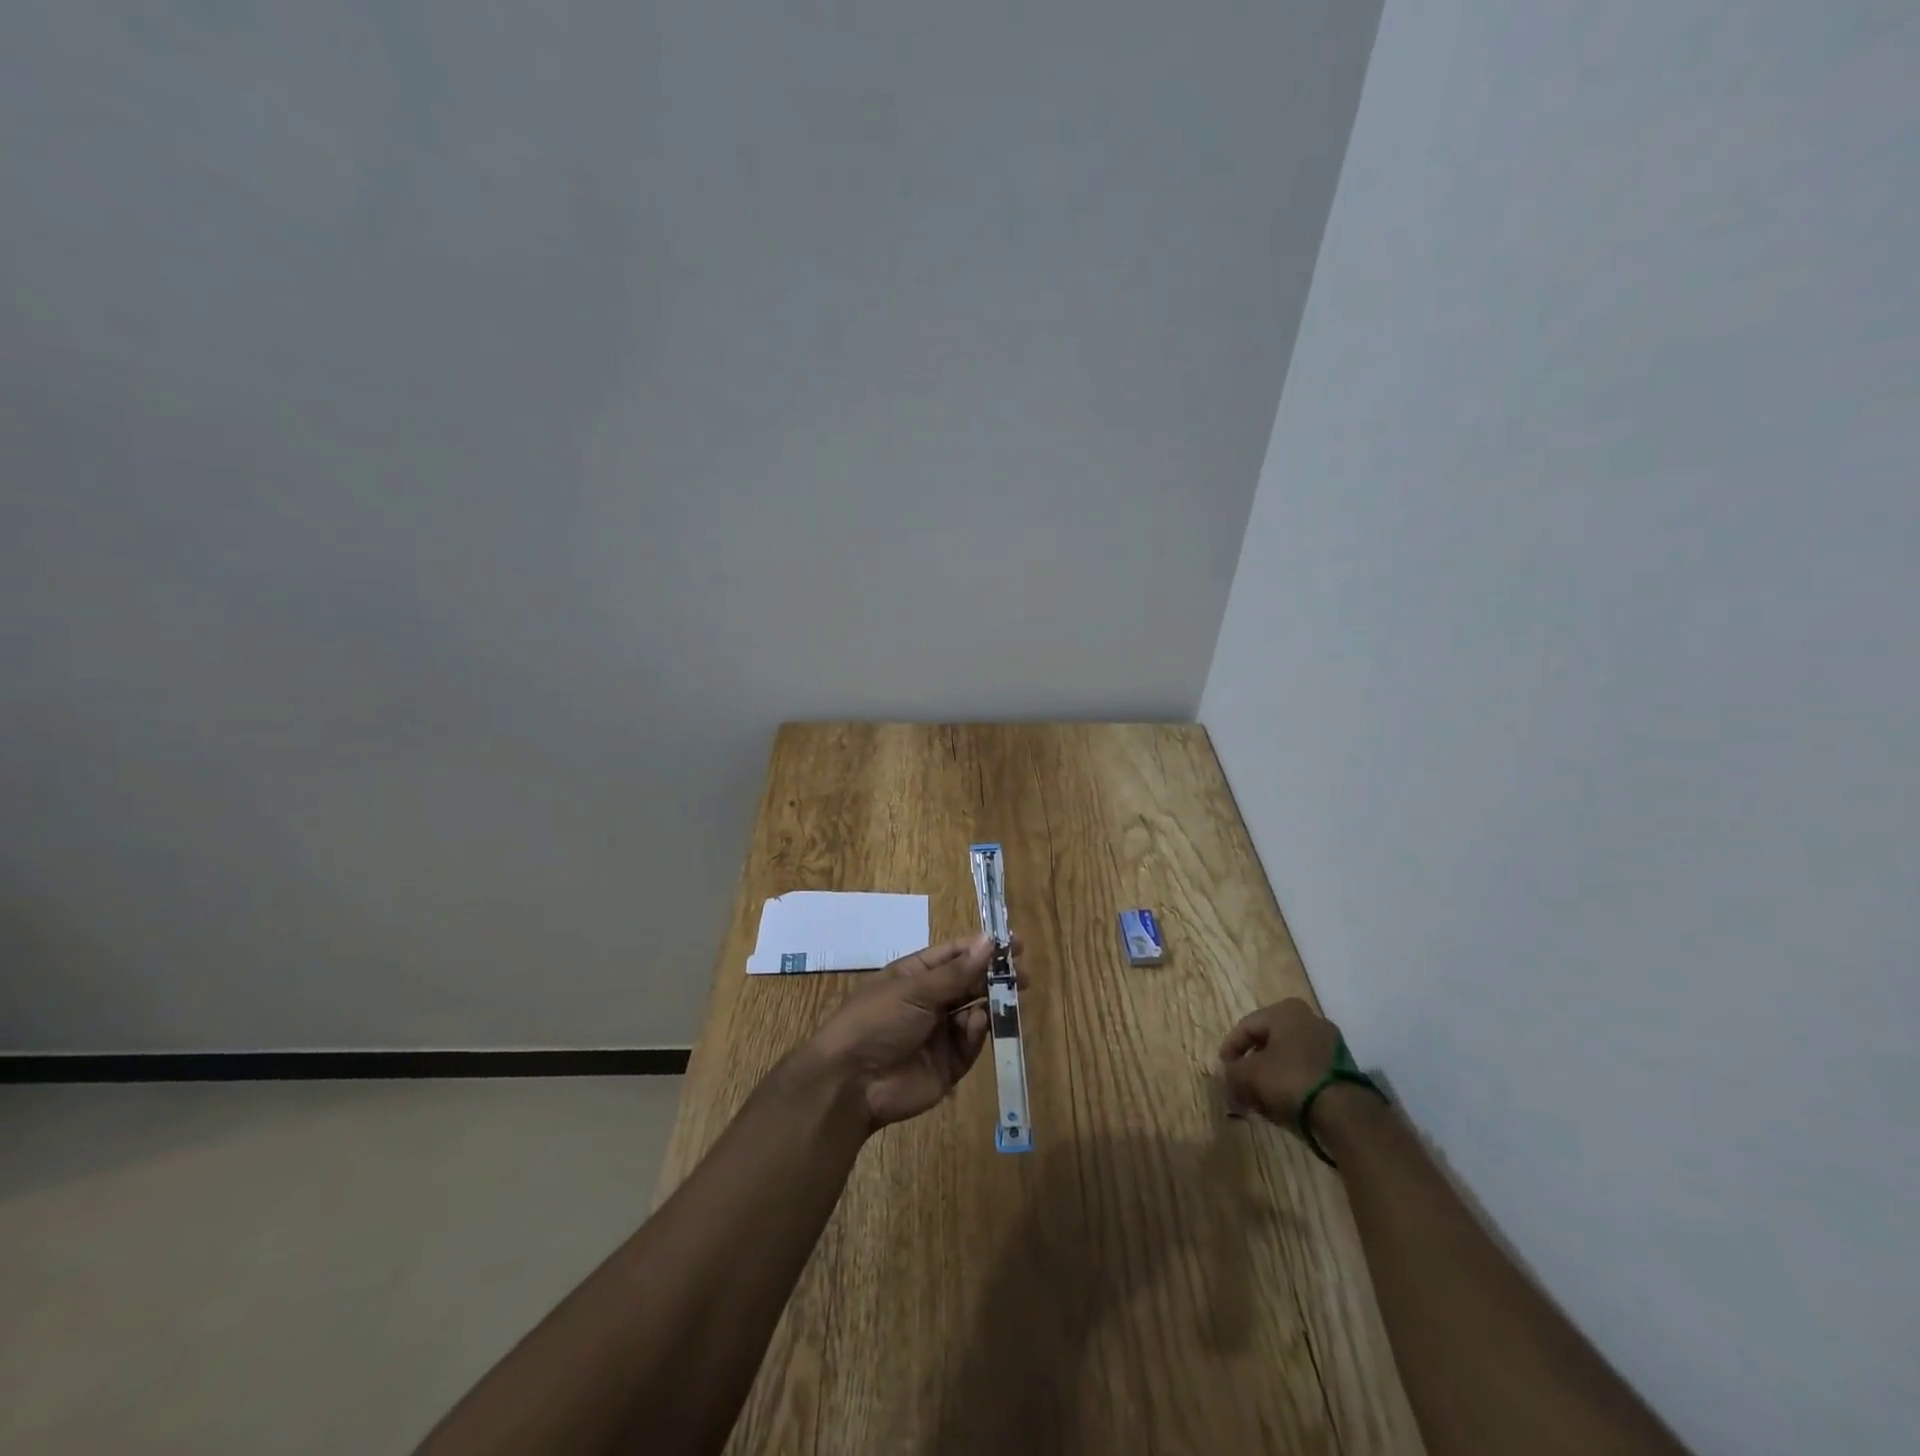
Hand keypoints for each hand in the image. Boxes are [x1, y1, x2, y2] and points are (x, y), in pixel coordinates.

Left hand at [807, 934, 1027, 1128]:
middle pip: (970, 983)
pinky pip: (971, 1043)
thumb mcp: (914, 990)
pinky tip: (978, 1023)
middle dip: (995, 976)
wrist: (852, 1083)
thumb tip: (989, 941)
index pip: (955, 955)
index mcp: (916, 975)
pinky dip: (977, 1032)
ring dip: (992, 1002)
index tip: (1015, 943)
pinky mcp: (949, 1064)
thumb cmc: (877, 1021)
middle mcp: (930, 1000)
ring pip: (975, 1011)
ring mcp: (940, 1032)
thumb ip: (956, 972)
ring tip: (1010, 995)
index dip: (983, 948)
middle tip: (1022, 974)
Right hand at [1218, 998, 1343, 1128]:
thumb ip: (1232, 1073)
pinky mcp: (1343, 1069)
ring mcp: (1330, 1044)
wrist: (1345, 1113)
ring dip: (1271, 1075)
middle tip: (1240, 1083)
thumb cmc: (1290, 1079)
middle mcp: (1310, 1019)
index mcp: (1286, 1011)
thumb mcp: (1250, 1075)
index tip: (1222, 1068)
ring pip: (1288, 1058)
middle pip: (1269, 1042)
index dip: (1230, 1048)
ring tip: (1259, 1098)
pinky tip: (1282, 1102)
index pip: (1247, 1026)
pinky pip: (1307, 1071)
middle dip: (1252, 1064)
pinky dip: (1291, 1083)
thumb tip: (1225, 1077)